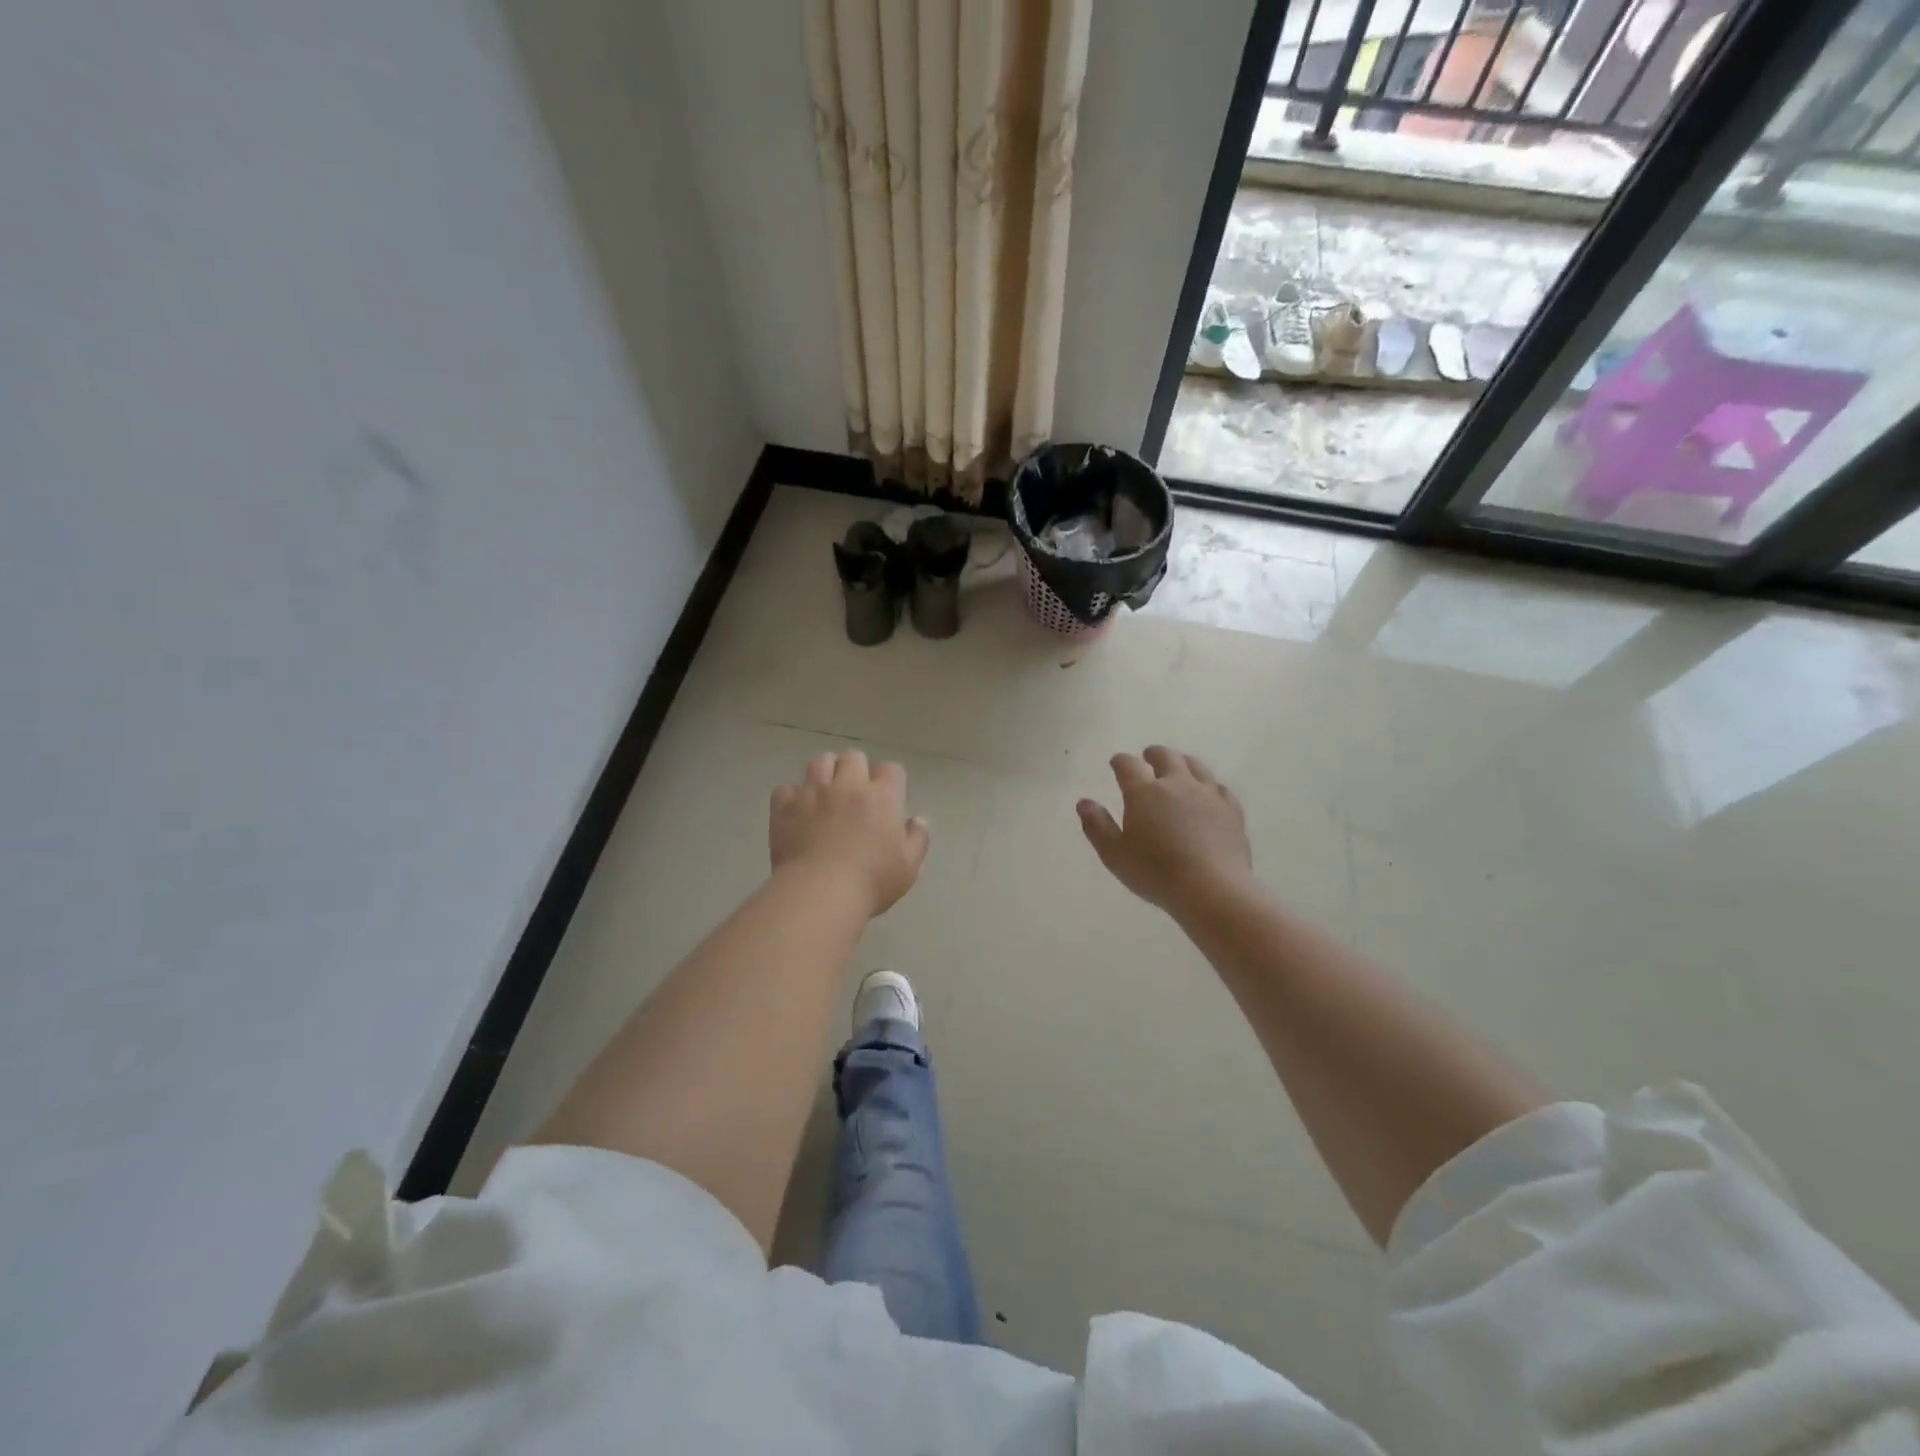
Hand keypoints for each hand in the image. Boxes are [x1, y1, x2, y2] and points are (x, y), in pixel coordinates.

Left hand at [770, 750, 930, 917]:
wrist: (820, 891)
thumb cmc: (872, 880)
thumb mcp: (908, 866)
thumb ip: (917, 839)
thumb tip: (918, 821)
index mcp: (882, 796)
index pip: (891, 769)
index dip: (890, 780)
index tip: (888, 796)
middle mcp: (848, 784)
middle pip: (853, 757)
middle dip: (856, 769)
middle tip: (855, 793)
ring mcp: (813, 792)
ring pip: (819, 762)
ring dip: (825, 774)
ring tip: (825, 794)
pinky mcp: (785, 806)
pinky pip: (786, 789)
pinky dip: (792, 796)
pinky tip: (796, 811)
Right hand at [1077, 746, 1252, 913]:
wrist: (1211, 888)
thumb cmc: (1155, 872)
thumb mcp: (1114, 854)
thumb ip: (1097, 825)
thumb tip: (1084, 802)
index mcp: (1144, 792)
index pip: (1128, 765)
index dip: (1120, 761)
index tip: (1116, 763)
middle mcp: (1177, 784)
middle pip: (1165, 757)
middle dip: (1153, 754)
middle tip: (1148, 757)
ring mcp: (1208, 794)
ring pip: (1195, 766)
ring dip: (1182, 763)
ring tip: (1179, 767)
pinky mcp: (1231, 810)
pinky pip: (1220, 788)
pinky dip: (1210, 786)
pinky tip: (1209, 794)